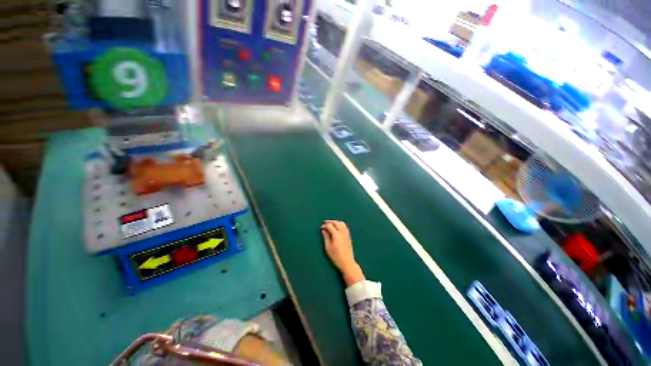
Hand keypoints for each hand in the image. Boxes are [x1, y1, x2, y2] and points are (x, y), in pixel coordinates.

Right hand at [321, 220, 364, 285]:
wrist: (347, 262)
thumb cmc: (336, 256)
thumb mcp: (328, 247)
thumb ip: (325, 237)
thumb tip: (323, 230)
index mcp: (336, 235)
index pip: (330, 226)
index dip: (325, 225)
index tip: (321, 228)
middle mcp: (342, 232)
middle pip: (336, 222)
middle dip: (330, 222)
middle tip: (325, 223)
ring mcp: (346, 234)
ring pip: (341, 223)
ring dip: (336, 222)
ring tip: (331, 224)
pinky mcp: (349, 236)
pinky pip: (344, 226)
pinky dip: (340, 224)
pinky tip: (337, 227)